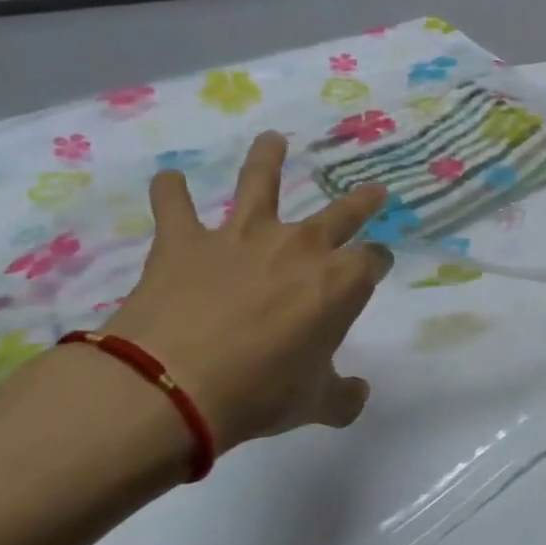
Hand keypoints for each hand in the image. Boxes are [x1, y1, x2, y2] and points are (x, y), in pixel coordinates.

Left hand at [103, 133, 390, 451]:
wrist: (174, 386)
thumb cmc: (261, 394)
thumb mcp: (314, 404)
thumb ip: (343, 396)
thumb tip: (356, 395)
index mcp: (341, 282)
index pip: (373, 261)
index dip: (377, 264)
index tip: (377, 268)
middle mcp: (300, 247)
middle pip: (341, 213)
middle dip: (362, 202)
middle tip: (374, 191)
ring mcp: (241, 237)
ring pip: (259, 184)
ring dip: (267, 160)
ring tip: (271, 140)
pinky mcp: (185, 242)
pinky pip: (176, 207)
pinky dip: (170, 193)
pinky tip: (168, 179)